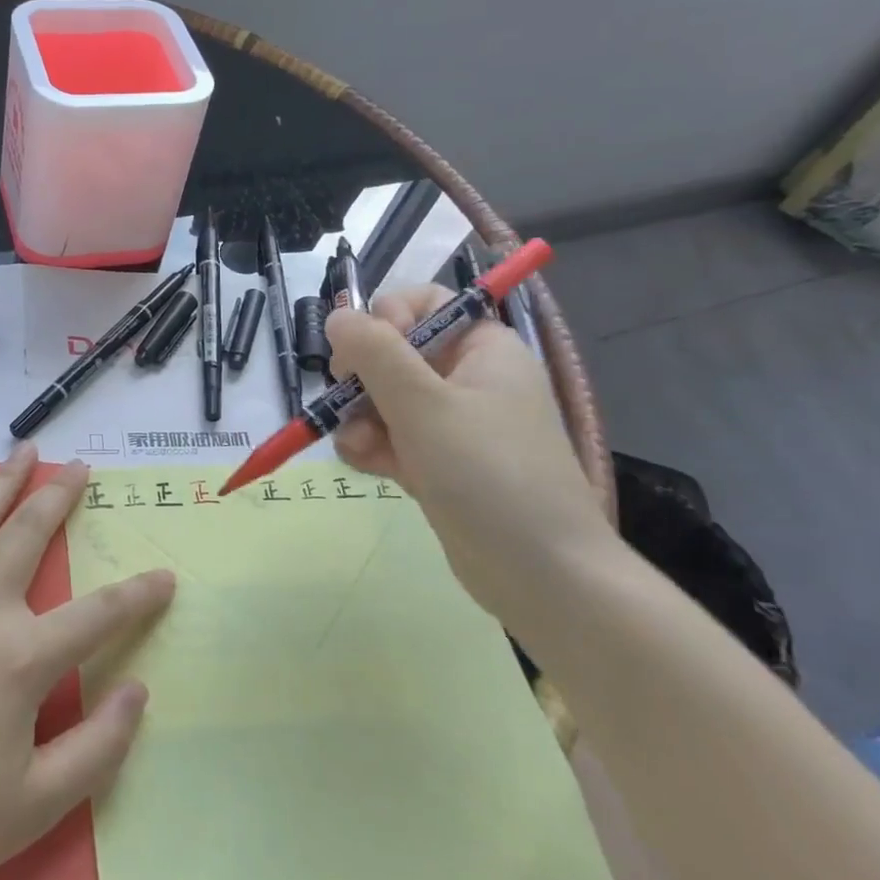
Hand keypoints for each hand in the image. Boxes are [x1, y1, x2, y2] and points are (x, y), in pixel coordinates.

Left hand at [0, 442, 174, 879]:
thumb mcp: (36, 805)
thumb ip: (98, 748)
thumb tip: (139, 693)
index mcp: (22, 658)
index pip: (99, 615)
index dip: (140, 596)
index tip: (166, 577)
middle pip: (27, 534)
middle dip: (59, 495)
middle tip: (79, 465)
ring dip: (3, 481)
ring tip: (23, 453)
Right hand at [326, 285, 610, 620]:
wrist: (542, 576)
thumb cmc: (488, 473)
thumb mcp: (424, 404)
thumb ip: (375, 353)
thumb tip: (337, 314)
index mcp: (482, 348)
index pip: (423, 303)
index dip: (386, 318)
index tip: (363, 351)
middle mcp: (467, 378)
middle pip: (393, 352)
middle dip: (362, 377)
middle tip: (348, 399)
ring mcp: (451, 423)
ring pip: (383, 398)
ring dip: (360, 418)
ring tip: (360, 447)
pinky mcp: (436, 463)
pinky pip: (389, 437)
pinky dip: (372, 447)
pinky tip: (367, 466)